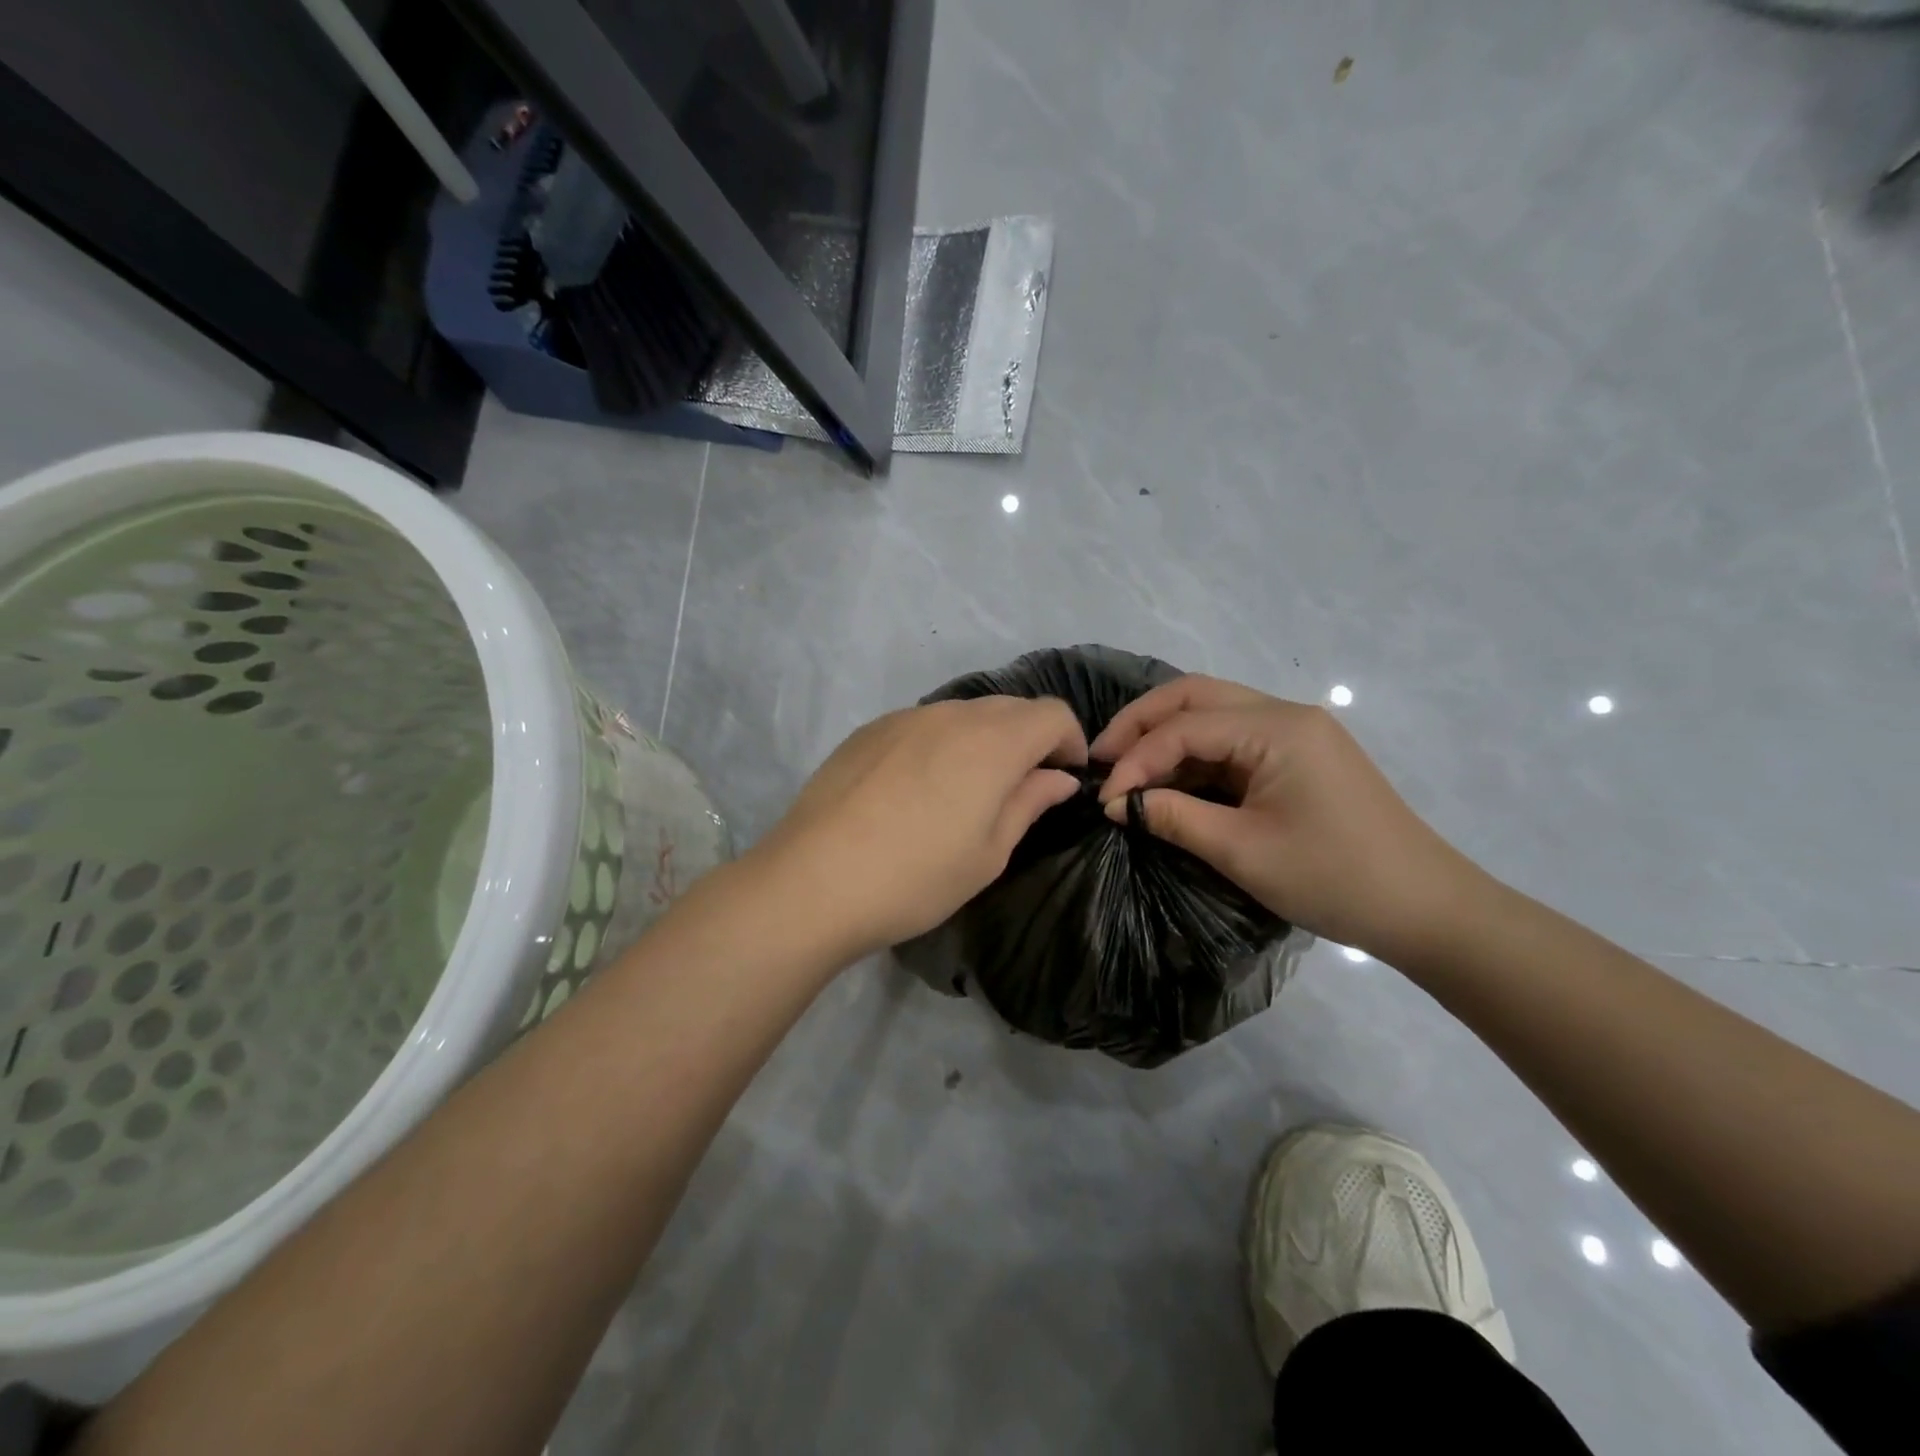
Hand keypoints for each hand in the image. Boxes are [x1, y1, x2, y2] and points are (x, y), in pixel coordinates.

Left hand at [755, 696, 1087, 958]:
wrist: (813, 880)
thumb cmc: (916, 877)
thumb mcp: (988, 853)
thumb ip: (1029, 802)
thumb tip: (1058, 777)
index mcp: (992, 742)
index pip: (1052, 714)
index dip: (1070, 741)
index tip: (1065, 777)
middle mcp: (951, 715)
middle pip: (1010, 707)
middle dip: (1030, 737)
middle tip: (1023, 785)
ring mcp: (904, 718)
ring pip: (964, 712)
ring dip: (984, 738)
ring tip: (968, 787)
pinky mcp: (868, 730)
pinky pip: (923, 723)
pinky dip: (941, 742)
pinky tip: (918, 786)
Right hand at [1092, 676, 1483, 959]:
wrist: (1426, 909)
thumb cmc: (1334, 878)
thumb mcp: (1242, 851)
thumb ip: (1174, 818)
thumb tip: (1119, 804)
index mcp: (1276, 728)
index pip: (1184, 726)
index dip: (1136, 759)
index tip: (1106, 799)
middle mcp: (1285, 714)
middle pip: (1195, 696)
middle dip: (1142, 724)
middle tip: (1101, 758)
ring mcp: (1296, 733)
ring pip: (1214, 714)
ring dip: (1167, 737)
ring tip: (1127, 771)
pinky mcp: (1300, 757)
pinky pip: (1234, 741)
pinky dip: (1195, 757)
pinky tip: (1171, 782)